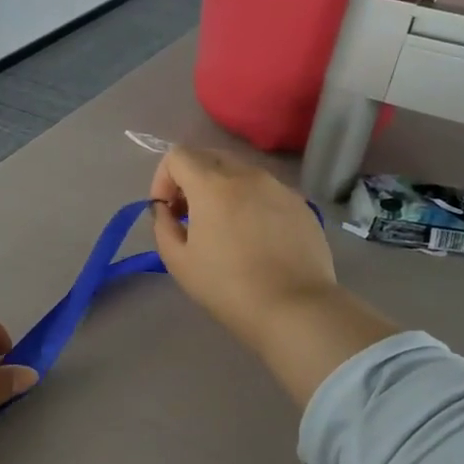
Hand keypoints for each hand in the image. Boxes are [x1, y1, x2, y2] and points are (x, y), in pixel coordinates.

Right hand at [150, 147, 398, 405]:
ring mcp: (278, 187)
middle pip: (209, 156)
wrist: (294, 307)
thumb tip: (165, 210)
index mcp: (212, 185)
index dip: (163, 179)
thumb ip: (163, 225)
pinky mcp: (300, 203)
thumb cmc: (227, 286)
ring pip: (240, 172)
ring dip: (221, 189)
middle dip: (191, 179)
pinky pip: (265, 190)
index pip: (177, 155)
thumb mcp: (178, 261)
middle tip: (189, 215)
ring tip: (223, 227)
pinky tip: (254, 238)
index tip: (166, 211)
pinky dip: (250, 202)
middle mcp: (247, 175)